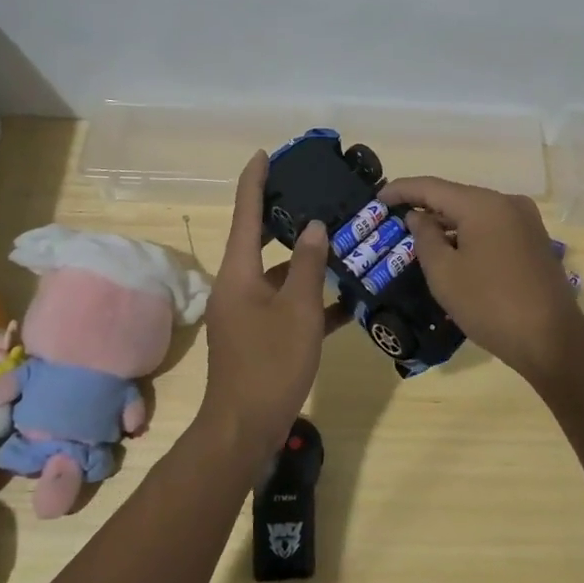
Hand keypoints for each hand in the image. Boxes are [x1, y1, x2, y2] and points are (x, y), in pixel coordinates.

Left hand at [200, 151, 339, 458]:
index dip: (254, 181)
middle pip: (260, 242)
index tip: (264, 154)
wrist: (245, 428)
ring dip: (306, 264)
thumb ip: (306, 265)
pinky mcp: (259, 336)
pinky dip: (309, 300)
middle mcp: (237, 286)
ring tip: (342, 245)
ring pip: (278, 275)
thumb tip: (314, 227)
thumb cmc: (270, 363)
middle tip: (316, 198)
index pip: (245, 213)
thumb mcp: (297, 310)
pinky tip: (345, 300)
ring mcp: (247, 313)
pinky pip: (285, 305)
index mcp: (238, 272)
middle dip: (285, 220)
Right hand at [380, 177, 583, 383]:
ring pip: (474, 213)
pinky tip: (452, 252)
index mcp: (483, 204)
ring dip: (447, 223)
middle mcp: (507, 203)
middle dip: (424, 207)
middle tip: (393, 220)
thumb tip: (419, 216)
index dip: (401, 189)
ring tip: (417, 238)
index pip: (431, 187)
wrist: (552, 340)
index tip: (377, 198)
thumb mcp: (444, 273)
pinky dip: (468, 234)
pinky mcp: (534, 241)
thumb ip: (425, 237)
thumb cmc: (490, 305)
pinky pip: (492, 227)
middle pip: (455, 197)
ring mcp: (525, 221)